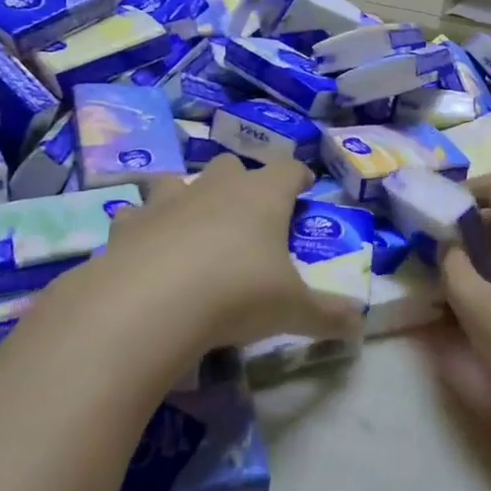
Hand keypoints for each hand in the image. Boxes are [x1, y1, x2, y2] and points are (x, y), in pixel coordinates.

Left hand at [100, 157, 359, 351]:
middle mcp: (215, 188)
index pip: (288, 168)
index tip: (304, 185)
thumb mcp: (293, 311)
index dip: (298, 175)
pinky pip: (135, 214)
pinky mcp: (128, 225)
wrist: (150, 304)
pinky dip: (141, 226)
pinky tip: (144, 247)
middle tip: (247, 212)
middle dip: (241, 182)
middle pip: (231, 166)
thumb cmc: (236, 295)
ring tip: (190, 223)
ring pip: (177, 179)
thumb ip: (329, 315)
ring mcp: (167, 201)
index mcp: (262, 197)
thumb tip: (361, 324)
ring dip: (186, 195)